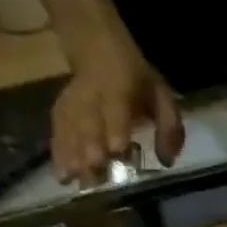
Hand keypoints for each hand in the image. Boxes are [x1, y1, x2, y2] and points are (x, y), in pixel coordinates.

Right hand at [51, 27, 184, 184]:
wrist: (95, 45)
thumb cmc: (137, 78)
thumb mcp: (161, 95)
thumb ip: (169, 127)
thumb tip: (168, 161)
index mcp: (118, 86)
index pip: (115, 108)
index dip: (115, 127)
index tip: (116, 150)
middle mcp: (91, 94)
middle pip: (88, 121)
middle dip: (89, 147)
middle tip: (94, 172)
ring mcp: (72, 101)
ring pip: (69, 127)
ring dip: (70, 154)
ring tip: (73, 180)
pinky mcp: (61, 109)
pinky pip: (57, 130)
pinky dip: (57, 151)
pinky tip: (60, 173)